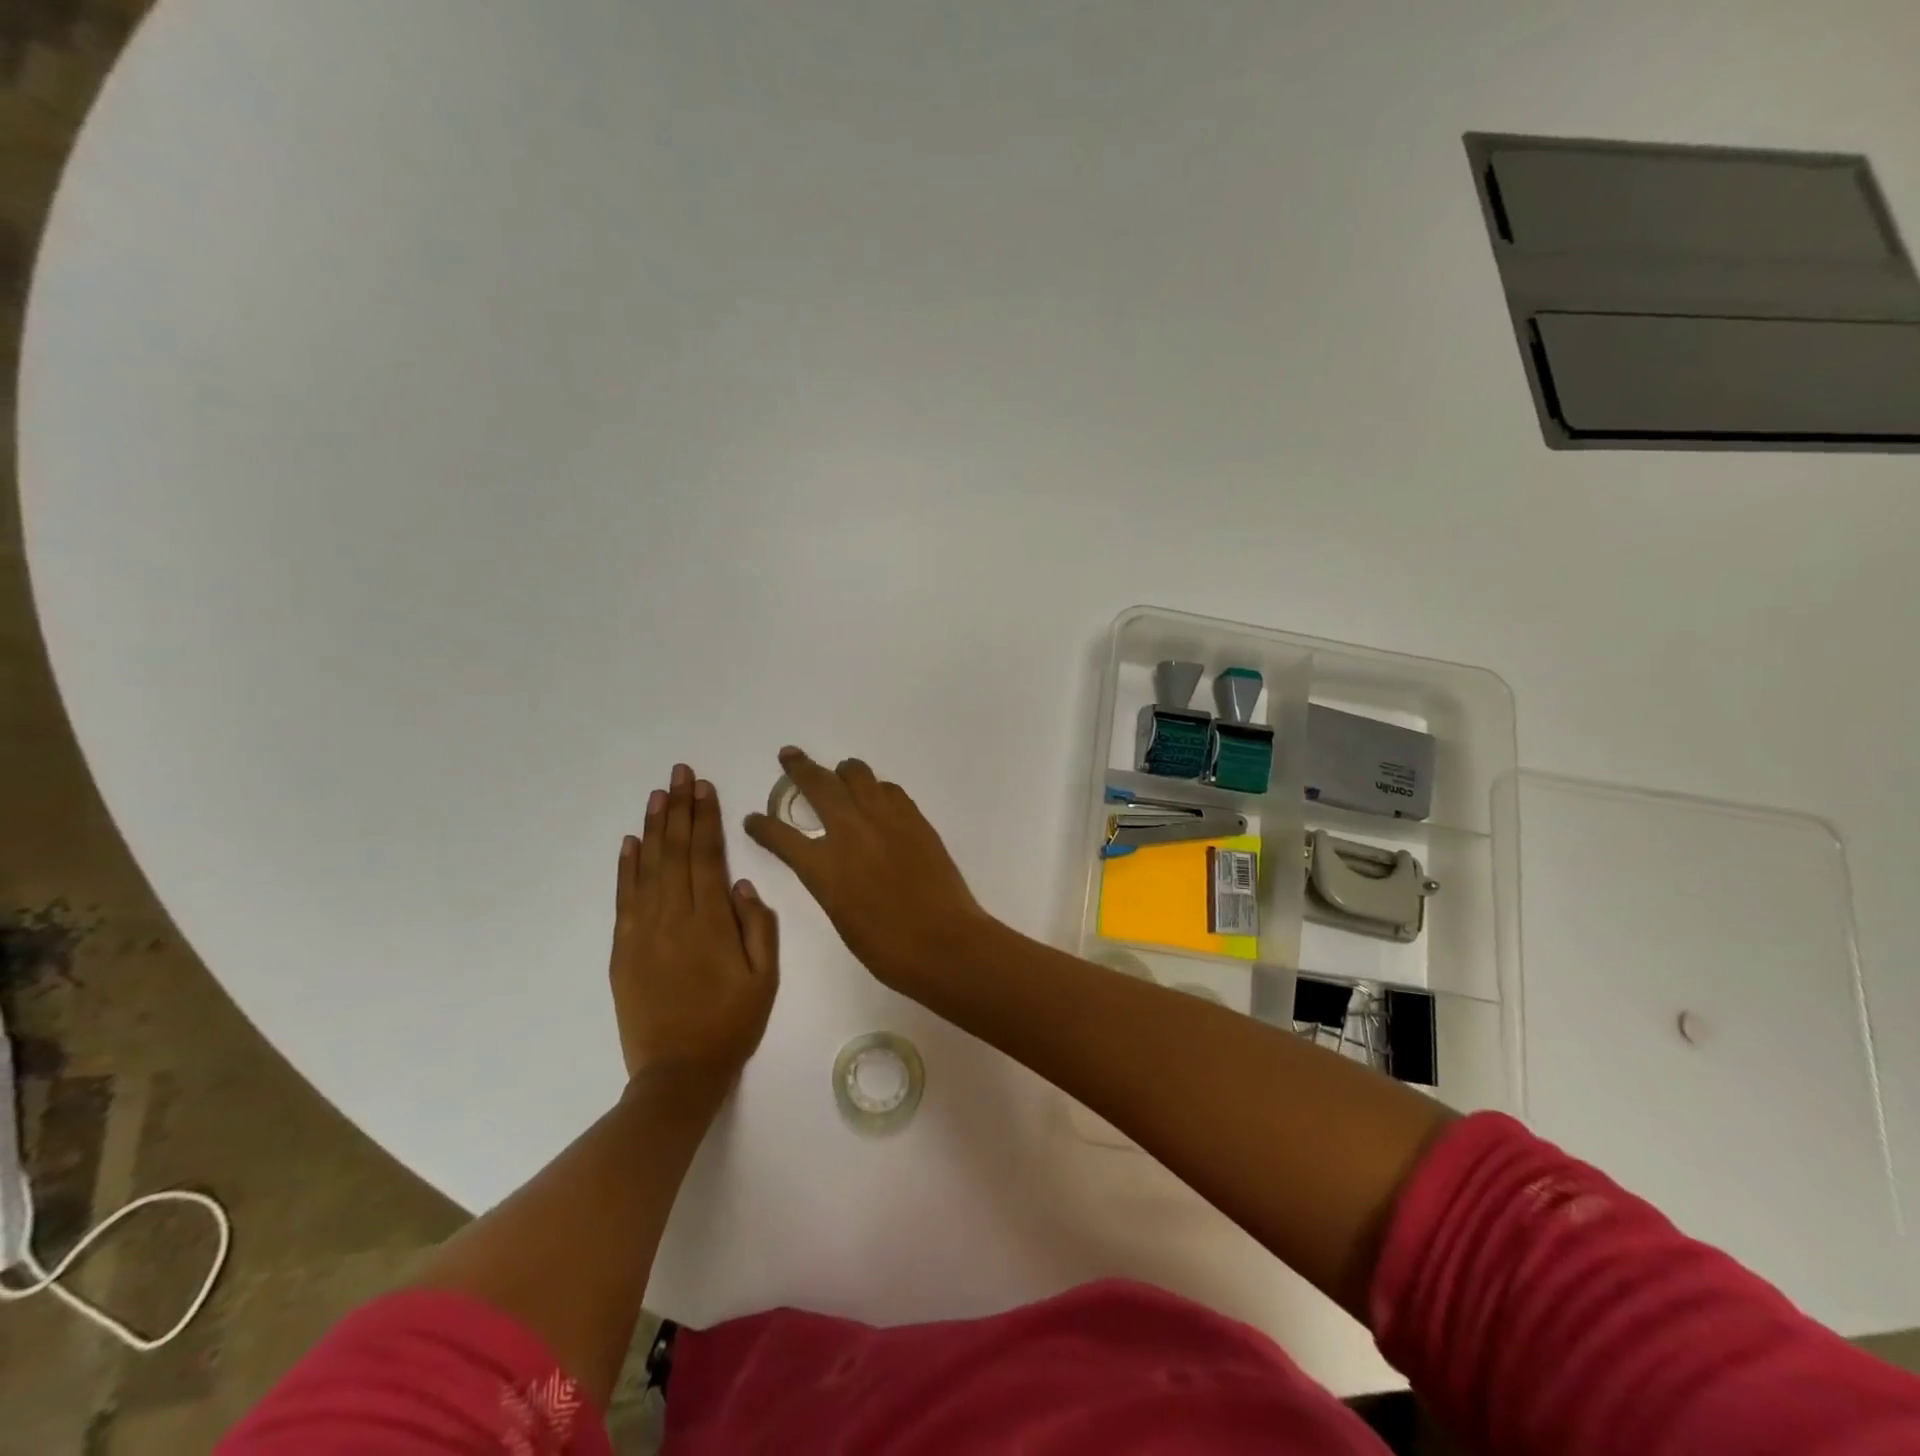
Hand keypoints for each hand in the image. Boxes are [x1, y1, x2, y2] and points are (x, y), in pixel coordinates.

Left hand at [611, 763, 778, 1088]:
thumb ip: (758, 928)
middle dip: (680, 809)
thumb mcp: (765, 979)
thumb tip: (739, 884)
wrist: (678, 1074)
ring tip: (657, 794)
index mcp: (711, 922)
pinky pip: (624, 899)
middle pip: (676, 852)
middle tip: (680, 773)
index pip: (707, 856)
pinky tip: (630, 842)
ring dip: (653, 828)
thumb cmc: (731, 1024)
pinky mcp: (623, 950)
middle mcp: (674, 918)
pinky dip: (626, 867)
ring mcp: (643, 932)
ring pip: (648, 868)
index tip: (704, 787)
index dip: (706, 818)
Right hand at [744, 747, 990, 992]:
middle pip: (818, 785)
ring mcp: (885, 819)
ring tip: (839, 773)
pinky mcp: (914, 818)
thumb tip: (830, 862)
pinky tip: (877, 797)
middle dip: (799, 768)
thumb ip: (828, 881)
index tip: (753, 819)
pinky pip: (889, 790)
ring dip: (842, 772)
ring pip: (857, 775)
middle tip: (789, 755)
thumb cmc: (887, 947)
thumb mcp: (840, 915)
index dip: (763, 826)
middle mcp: (850, 831)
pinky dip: (877, 789)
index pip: (780, 835)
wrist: (944, 941)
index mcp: (823, 866)